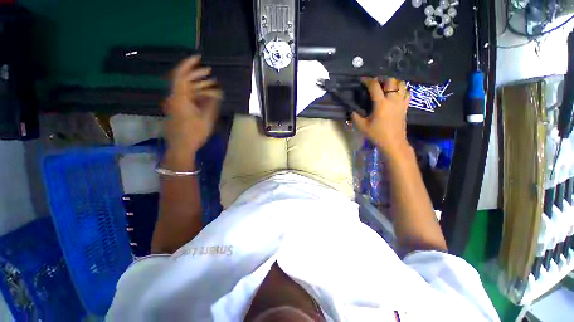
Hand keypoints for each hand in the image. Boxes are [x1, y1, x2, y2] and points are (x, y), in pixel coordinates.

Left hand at [163, 55, 221, 154]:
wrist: (181, 147)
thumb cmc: (194, 134)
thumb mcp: (206, 119)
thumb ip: (212, 104)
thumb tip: (217, 93)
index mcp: (180, 99)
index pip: (181, 76)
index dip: (188, 65)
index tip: (199, 58)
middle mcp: (175, 98)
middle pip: (184, 81)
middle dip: (197, 75)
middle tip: (210, 73)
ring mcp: (175, 104)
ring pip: (186, 89)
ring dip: (199, 86)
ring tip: (212, 85)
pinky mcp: (178, 109)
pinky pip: (186, 97)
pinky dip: (196, 94)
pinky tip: (206, 95)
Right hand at [352, 77, 409, 157]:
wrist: (393, 143)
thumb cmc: (377, 134)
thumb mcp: (362, 126)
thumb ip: (355, 116)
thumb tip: (352, 109)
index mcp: (381, 103)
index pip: (374, 86)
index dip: (367, 80)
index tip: (362, 80)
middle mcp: (393, 99)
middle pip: (390, 80)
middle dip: (381, 79)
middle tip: (374, 83)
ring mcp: (401, 102)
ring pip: (401, 84)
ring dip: (393, 82)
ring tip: (385, 86)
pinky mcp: (405, 106)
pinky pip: (407, 92)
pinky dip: (402, 89)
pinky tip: (395, 93)